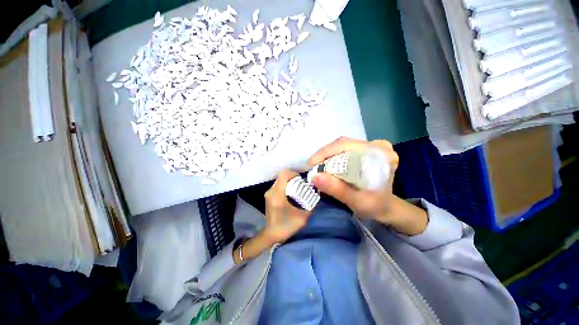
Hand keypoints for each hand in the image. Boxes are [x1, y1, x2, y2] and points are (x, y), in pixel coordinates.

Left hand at [262, 170, 311, 244]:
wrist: (271, 235)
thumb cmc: (286, 227)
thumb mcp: (302, 218)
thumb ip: (310, 206)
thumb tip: (316, 195)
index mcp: (277, 195)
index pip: (283, 175)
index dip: (293, 173)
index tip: (301, 179)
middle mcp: (271, 192)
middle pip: (281, 176)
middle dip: (292, 178)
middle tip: (301, 184)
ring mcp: (268, 193)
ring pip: (279, 180)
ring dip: (289, 181)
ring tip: (297, 188)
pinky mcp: (268, 196)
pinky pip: (277, 185)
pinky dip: (285, 185)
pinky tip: (291, 193)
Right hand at [309, 137, 426, 234]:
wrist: (384, 207)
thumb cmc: (374, 206)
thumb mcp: (356, 201)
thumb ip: (337, 189)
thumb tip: (314, 177)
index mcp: (381, 154)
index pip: (347, 145)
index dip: (326, 152)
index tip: (311, 164)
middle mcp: (377, 145)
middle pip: (343, 144)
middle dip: (324, 155)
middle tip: (312, 168)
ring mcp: (370, 146)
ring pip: (341, 145)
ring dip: (326, 156)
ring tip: (316, 167)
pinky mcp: (364, 150)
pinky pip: (343, 149)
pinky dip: (332, 157)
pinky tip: (325, 166)